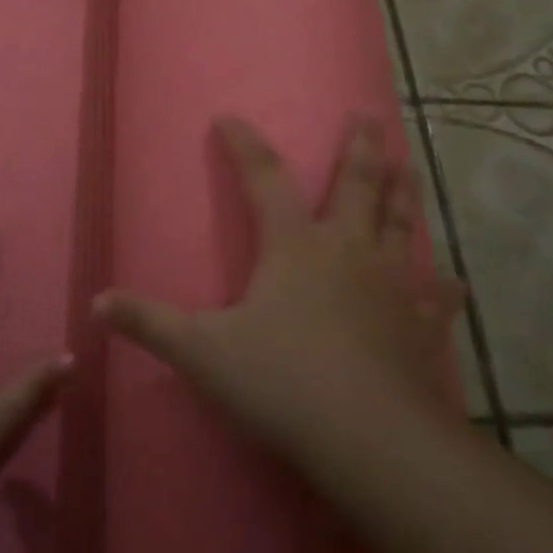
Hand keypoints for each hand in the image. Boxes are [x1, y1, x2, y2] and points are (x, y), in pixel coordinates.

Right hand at [94, 117, 464, 469]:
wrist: (368, 437)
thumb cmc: (281, 382)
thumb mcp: (202, 352)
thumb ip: (149, 323)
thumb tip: (96, 302)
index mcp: (294, 244)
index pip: (264, 178)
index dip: (244, 145)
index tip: (229, 118)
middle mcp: (347, 249)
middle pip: (356, 184)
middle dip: (359, 147)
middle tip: (368, 115)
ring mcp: (391, 283)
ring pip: (400, 224)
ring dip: (403, 193)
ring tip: (409, 165)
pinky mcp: (420, 325)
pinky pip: (436, 298)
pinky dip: (444, 288)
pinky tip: (456, 283)